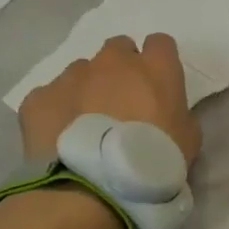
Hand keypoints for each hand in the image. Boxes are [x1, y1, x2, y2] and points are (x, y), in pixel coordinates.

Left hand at [17, 33, 201, 165]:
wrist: (96, 185)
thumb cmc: (155, 159)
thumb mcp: (189, 136)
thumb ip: (176, 112)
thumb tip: (161, 112)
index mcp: (156, 67)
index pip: (160, 43)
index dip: (158, 60)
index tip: (157, 83)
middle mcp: (113, 62)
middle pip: (118, 48)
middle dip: (121, 68)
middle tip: (122, 100)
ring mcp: (72, 76)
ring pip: (81, 71)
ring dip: (87, 88)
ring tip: (88, 123)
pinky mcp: (39, 97)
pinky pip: (49, 96)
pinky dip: (56, 110)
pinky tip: (62, 135)